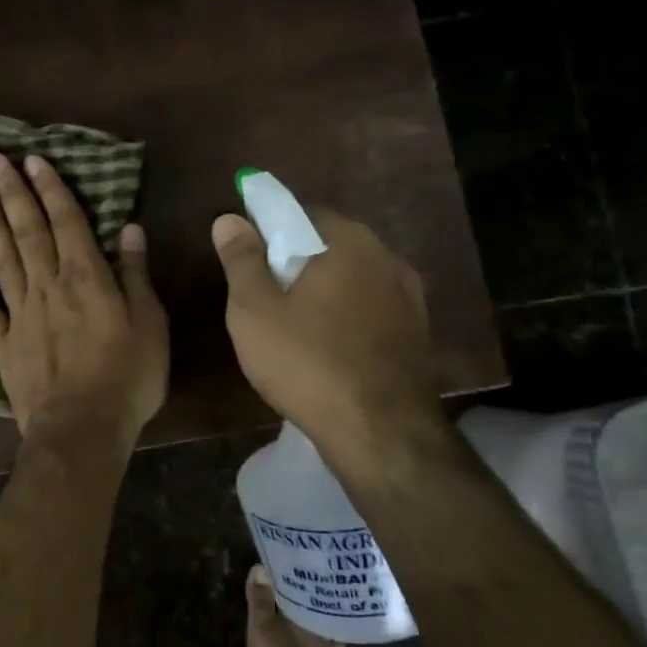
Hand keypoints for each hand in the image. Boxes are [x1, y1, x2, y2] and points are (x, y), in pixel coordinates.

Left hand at [0, 153, 168, 440]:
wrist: (82, 428)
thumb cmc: (127, 376)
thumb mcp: (150, 323)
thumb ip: (136, 274)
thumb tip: (129, 227)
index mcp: (86, 277)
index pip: (66, 221)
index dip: (50, 189)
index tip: (32, 160)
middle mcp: (48, 285)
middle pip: (27, 231)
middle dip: (12, 193)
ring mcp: (20, 314)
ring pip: (2, 260)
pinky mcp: (2, 344)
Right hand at [210, 208, 448, 464]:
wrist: (381, 432)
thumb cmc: (307, 363)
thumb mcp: (254, 311)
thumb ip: (241, 260)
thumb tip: (229, 219)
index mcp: (346, 241)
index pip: (301, 213)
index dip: (269, 231)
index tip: (248, 261)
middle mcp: (385, 257)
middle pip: (330, 245)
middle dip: (297, 262)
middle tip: (266, 297)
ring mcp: (408, 295)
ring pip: (353, 278)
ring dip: (325, 290)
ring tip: (296, 326)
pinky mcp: (417, 331)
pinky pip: (371, 308)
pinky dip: (348, 316)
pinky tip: (330, 346)